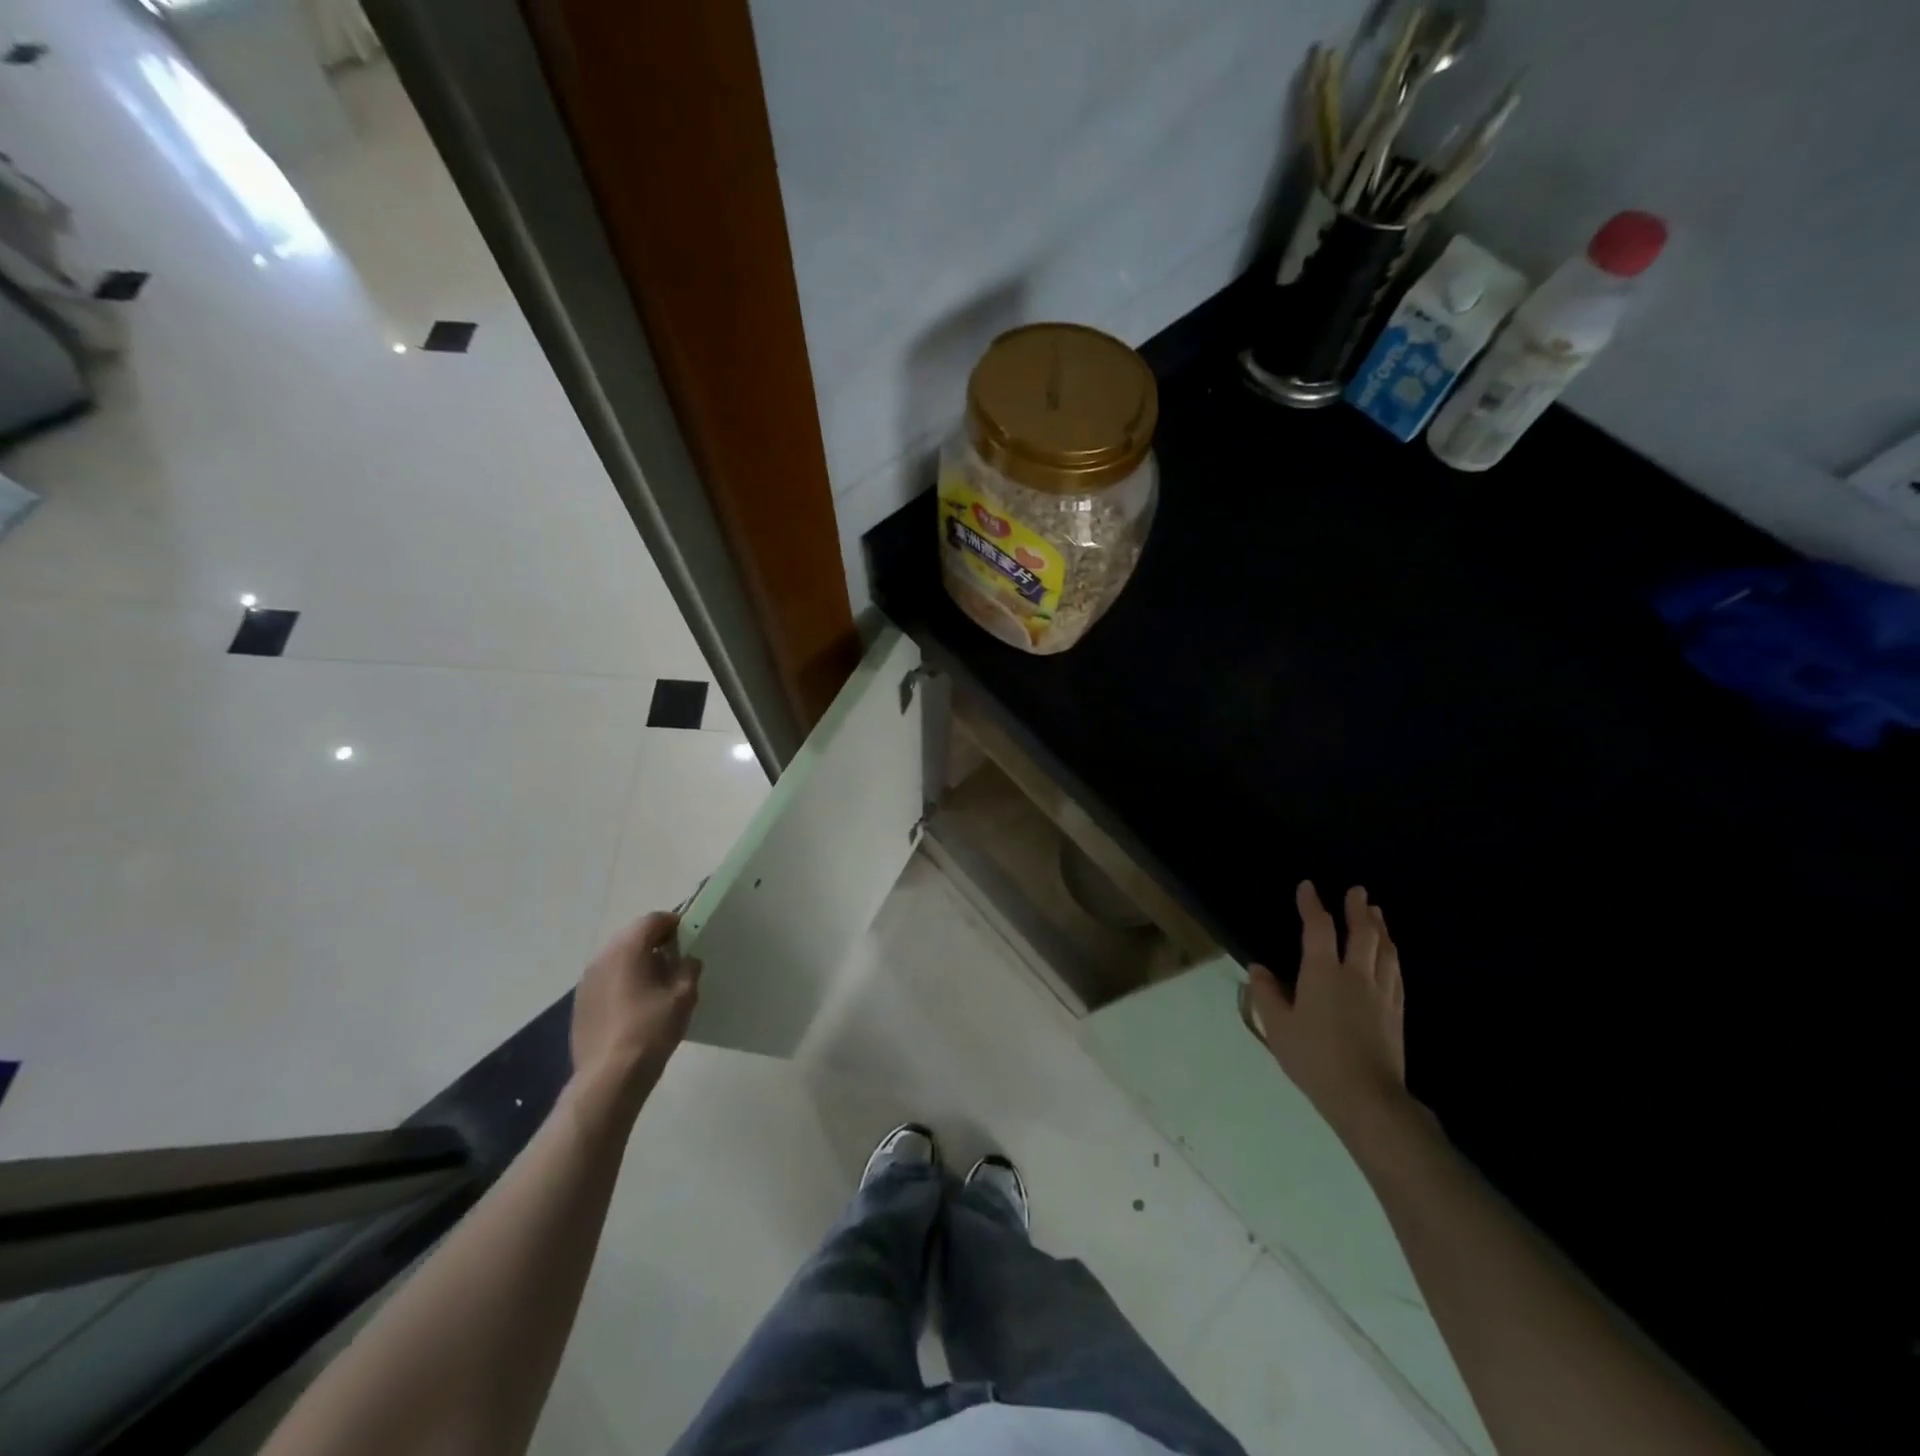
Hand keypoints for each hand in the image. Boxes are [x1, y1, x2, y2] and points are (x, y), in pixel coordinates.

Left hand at [568, 912, 700, 1116]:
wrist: (609, 1077)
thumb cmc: (650, 1030)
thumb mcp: (683, 996)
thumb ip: (689, 969)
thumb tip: (687, 959)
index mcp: (627, 949)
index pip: (652, 920)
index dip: (674, 923)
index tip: (689, 937)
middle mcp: (602, 957)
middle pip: (632, 936)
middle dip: (655, 941)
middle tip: (676, 958)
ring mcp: (586, 981)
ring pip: (617, 957)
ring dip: (638, 961)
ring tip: (657, 983)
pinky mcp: (580, 1002)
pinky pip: (606, 978)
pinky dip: (623, 979)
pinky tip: (636, 1003)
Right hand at [1248, 883, 1410, 1141]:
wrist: (1367, 1097)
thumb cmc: (1314, 1059)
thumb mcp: (1278, 1027)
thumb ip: (1266, 994)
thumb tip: (1258, 968)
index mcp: (1323, 973)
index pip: (1318, 928)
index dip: (1312, 905)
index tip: (1308, 887)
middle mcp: (1356, 975)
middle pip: (1362, 933)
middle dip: (1358, 909)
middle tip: (1357, 891)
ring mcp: (1381, 993)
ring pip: (1385, 950)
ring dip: (1380, 928)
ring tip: (1376, 913)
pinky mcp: (1396, 1012)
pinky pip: (1396, 974)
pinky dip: (1392, 956)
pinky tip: (1391, 955)